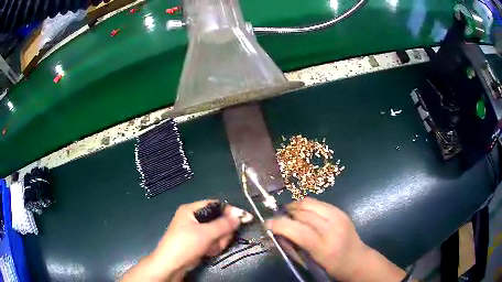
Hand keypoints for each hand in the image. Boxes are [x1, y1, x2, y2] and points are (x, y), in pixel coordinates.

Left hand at [121, 200, 252, 281]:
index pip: (215, 205)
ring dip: (218, 241)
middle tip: (220, 240)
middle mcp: (193, 217)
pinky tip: (208, 252)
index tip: (242, 218)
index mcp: (191, 209)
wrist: (172, 264)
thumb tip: (240, 216)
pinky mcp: (197, 241)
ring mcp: (195, 230)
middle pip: (218, 220)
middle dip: (222, 232)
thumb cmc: (186, 244)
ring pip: (217, 232)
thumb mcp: (206, 233)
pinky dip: (213, 246)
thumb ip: (224, 224)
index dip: (229, 211)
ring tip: (211, 248)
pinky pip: (212, 240)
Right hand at [266, 197, 406, 281]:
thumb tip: (277, 233)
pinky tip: (303, 214)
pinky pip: (318, 203)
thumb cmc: (332, 268)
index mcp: (324, 246)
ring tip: (288, 215)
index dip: (279, 224)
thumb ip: (293, 247)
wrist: (358, 260)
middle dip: (285, 214)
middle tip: (278, 221)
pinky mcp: (341, 211)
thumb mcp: (311, 263)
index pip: (298, 229)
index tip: (267, 224)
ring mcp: (339, 216)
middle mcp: (333, 227)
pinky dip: (306, 206)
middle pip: (302, 212)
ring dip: (295, 207)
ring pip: (309, 203)